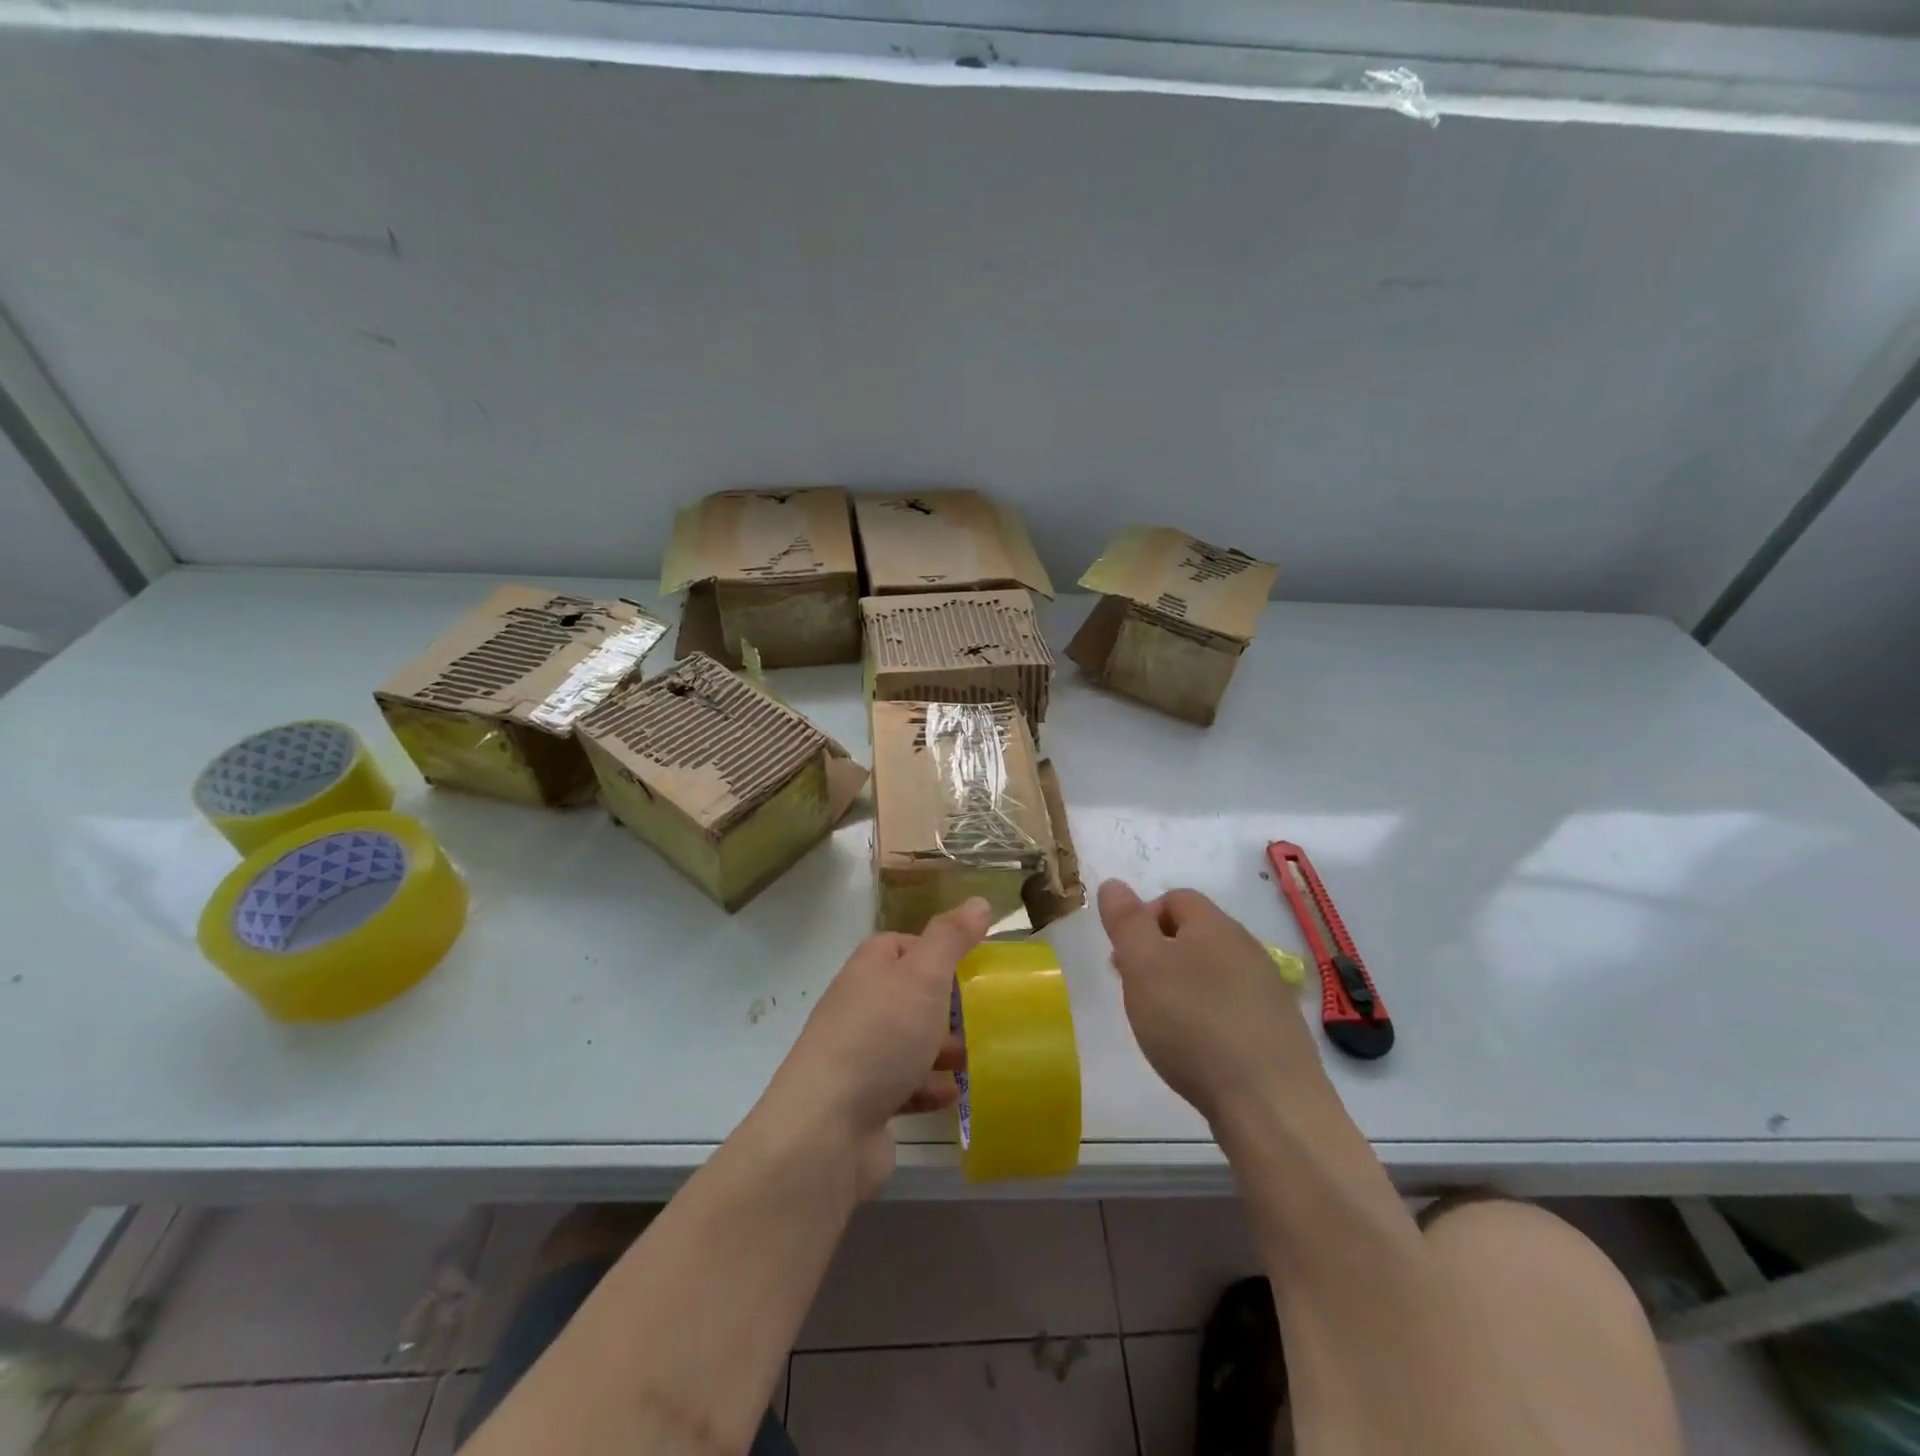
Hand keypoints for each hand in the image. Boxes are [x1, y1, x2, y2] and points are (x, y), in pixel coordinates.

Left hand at [767, 899, 990, 1198]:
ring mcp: (857, 1057)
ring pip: (905, 1042)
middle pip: (904, 994)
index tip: (971, 962)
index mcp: (867, 970)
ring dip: (939, 1047)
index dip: (934, 948)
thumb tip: (978, 902)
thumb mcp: (923, 976)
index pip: (899, 944)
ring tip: (975, 1055)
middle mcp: (858, 1007)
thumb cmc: (880, 1037)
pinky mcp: (863, 1102)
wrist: (826, 1129)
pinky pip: (903, 1086)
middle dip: (943, 1002)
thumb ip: (950, 939)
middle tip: (982, 1011)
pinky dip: (928, 1087)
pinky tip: (954, 1095)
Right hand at [1098, 879, 1325, 1126]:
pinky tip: (1200, 1050)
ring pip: (1213, 972)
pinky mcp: (1278, 1030)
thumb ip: (1126, 921)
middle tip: (1138, 992)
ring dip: (1184, 987)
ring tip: (1164, 1025)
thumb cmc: (1193, 1023)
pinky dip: (1210, 1018)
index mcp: (1214, 924)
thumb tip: (1114, 883)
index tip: (1124, 959)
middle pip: (1194, 934)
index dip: (1142, 919)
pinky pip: (1233, 1007)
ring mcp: (1268, 989)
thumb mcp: (1143, 965)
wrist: (1270, 1103)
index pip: (1174, 898)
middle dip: (1159, 955)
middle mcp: (1246, 947)